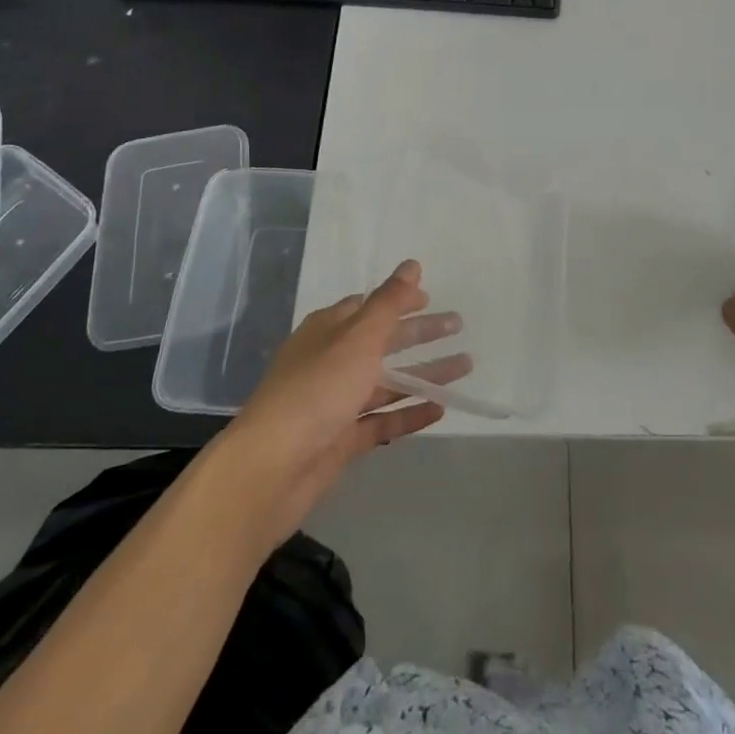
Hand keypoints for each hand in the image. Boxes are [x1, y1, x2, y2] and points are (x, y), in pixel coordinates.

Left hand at [222, 260, 469, 547]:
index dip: (399, 300)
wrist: (270, 470)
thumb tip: (412, 264)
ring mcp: (336, 402)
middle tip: (458, 326)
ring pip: (387, 382)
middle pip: (383, 342)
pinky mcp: (342, 440)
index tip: (431, 298)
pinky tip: (440, 409)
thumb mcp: (358, 338)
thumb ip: (389, 303)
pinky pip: (383, 421)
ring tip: (464, 367)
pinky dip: (409, 413)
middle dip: (420, 334)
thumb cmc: (317, 390)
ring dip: (423, 374)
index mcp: (328, 330)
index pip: (369, 306)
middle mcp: (331, 361)